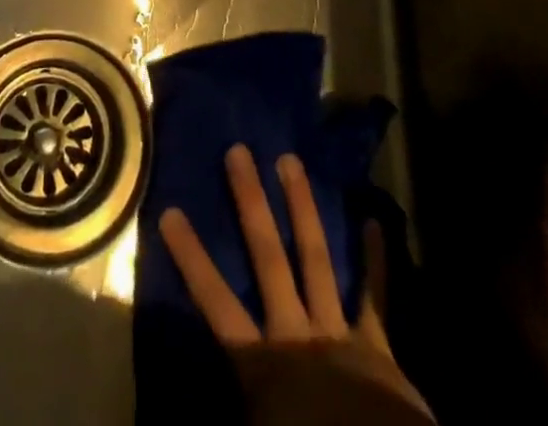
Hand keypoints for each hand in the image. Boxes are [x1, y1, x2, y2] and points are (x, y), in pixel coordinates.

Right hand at [158, 145, 434, 421]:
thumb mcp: (258, 425)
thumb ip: (238, 396)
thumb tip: (196, 392)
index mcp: (262, 361)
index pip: (216, 301)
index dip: (192, 257)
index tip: (170, 211)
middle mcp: (296, 332)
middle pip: (268, 257)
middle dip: (252, 203)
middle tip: (238, 151)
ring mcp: (338, 333)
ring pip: (315, 258)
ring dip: (302, 208)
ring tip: (290, 160)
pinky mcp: (377, 348)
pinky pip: (375, 298)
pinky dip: (375, 261)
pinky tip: (374, 222)